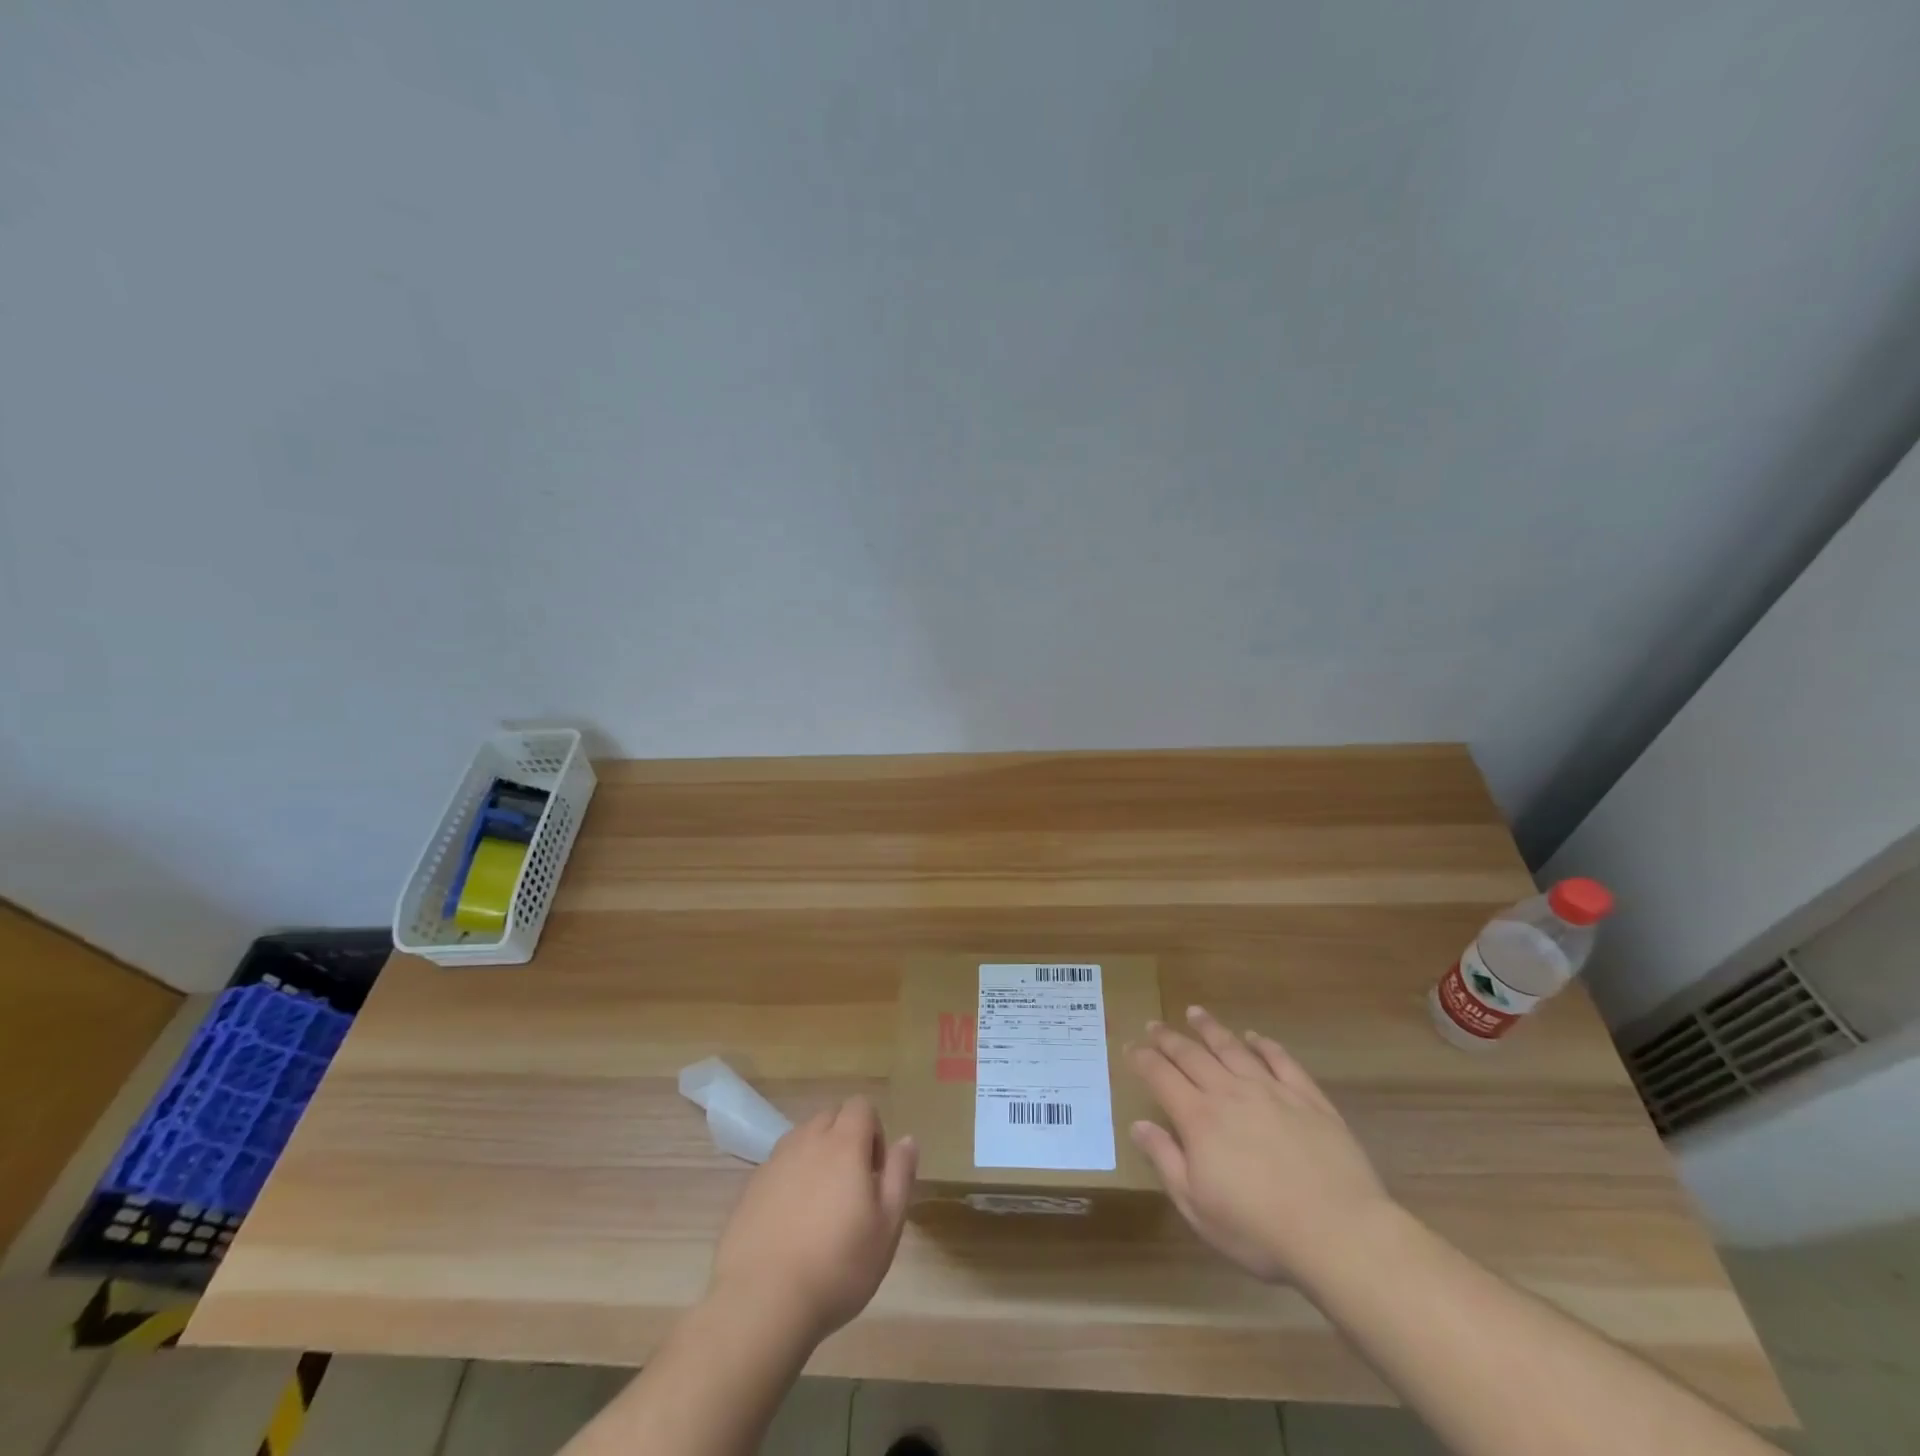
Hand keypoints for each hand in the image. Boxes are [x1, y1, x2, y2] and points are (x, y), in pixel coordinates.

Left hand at [708, 1096, 916, 1343]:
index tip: (875, 1173)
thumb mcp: (887, 1226)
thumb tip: (907, 1139)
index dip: (874, 1131)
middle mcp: (807, 1141)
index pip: (861, 1106)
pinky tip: (791, 1225)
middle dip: (845, 1139)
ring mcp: (774, 1163)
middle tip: (851, 1188)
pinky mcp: (750, 1189)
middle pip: (830, 1117)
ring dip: (816, 1157)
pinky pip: (778, 1168)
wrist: (762, 1302)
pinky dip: (790, 1181)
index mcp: (843, 1144)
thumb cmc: (837, 1265)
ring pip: (802, 1140)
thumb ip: (900, 1175)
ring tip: (820, 1206)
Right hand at [1128, 1006, 1393, 1283]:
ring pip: (1232, 1048)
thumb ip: (1166, 1160)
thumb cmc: (1260, 1230)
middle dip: (1168, 1038)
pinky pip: (1280, 1060)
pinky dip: (1264, 1044)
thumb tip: (1137, 1125)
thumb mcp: (1198, 1207)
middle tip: (1154, 1024)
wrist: (1339, 1232)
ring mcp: (1271, 1090)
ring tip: (1194, 1013)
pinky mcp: (1308, 1097)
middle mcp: (1230, 1093)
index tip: (1129, 1047)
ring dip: (1210, 1029)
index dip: (1142, 1059)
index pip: (1161, 1076)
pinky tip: (1254, 1037)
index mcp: (1199, 1118)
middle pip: (1192, 1055)